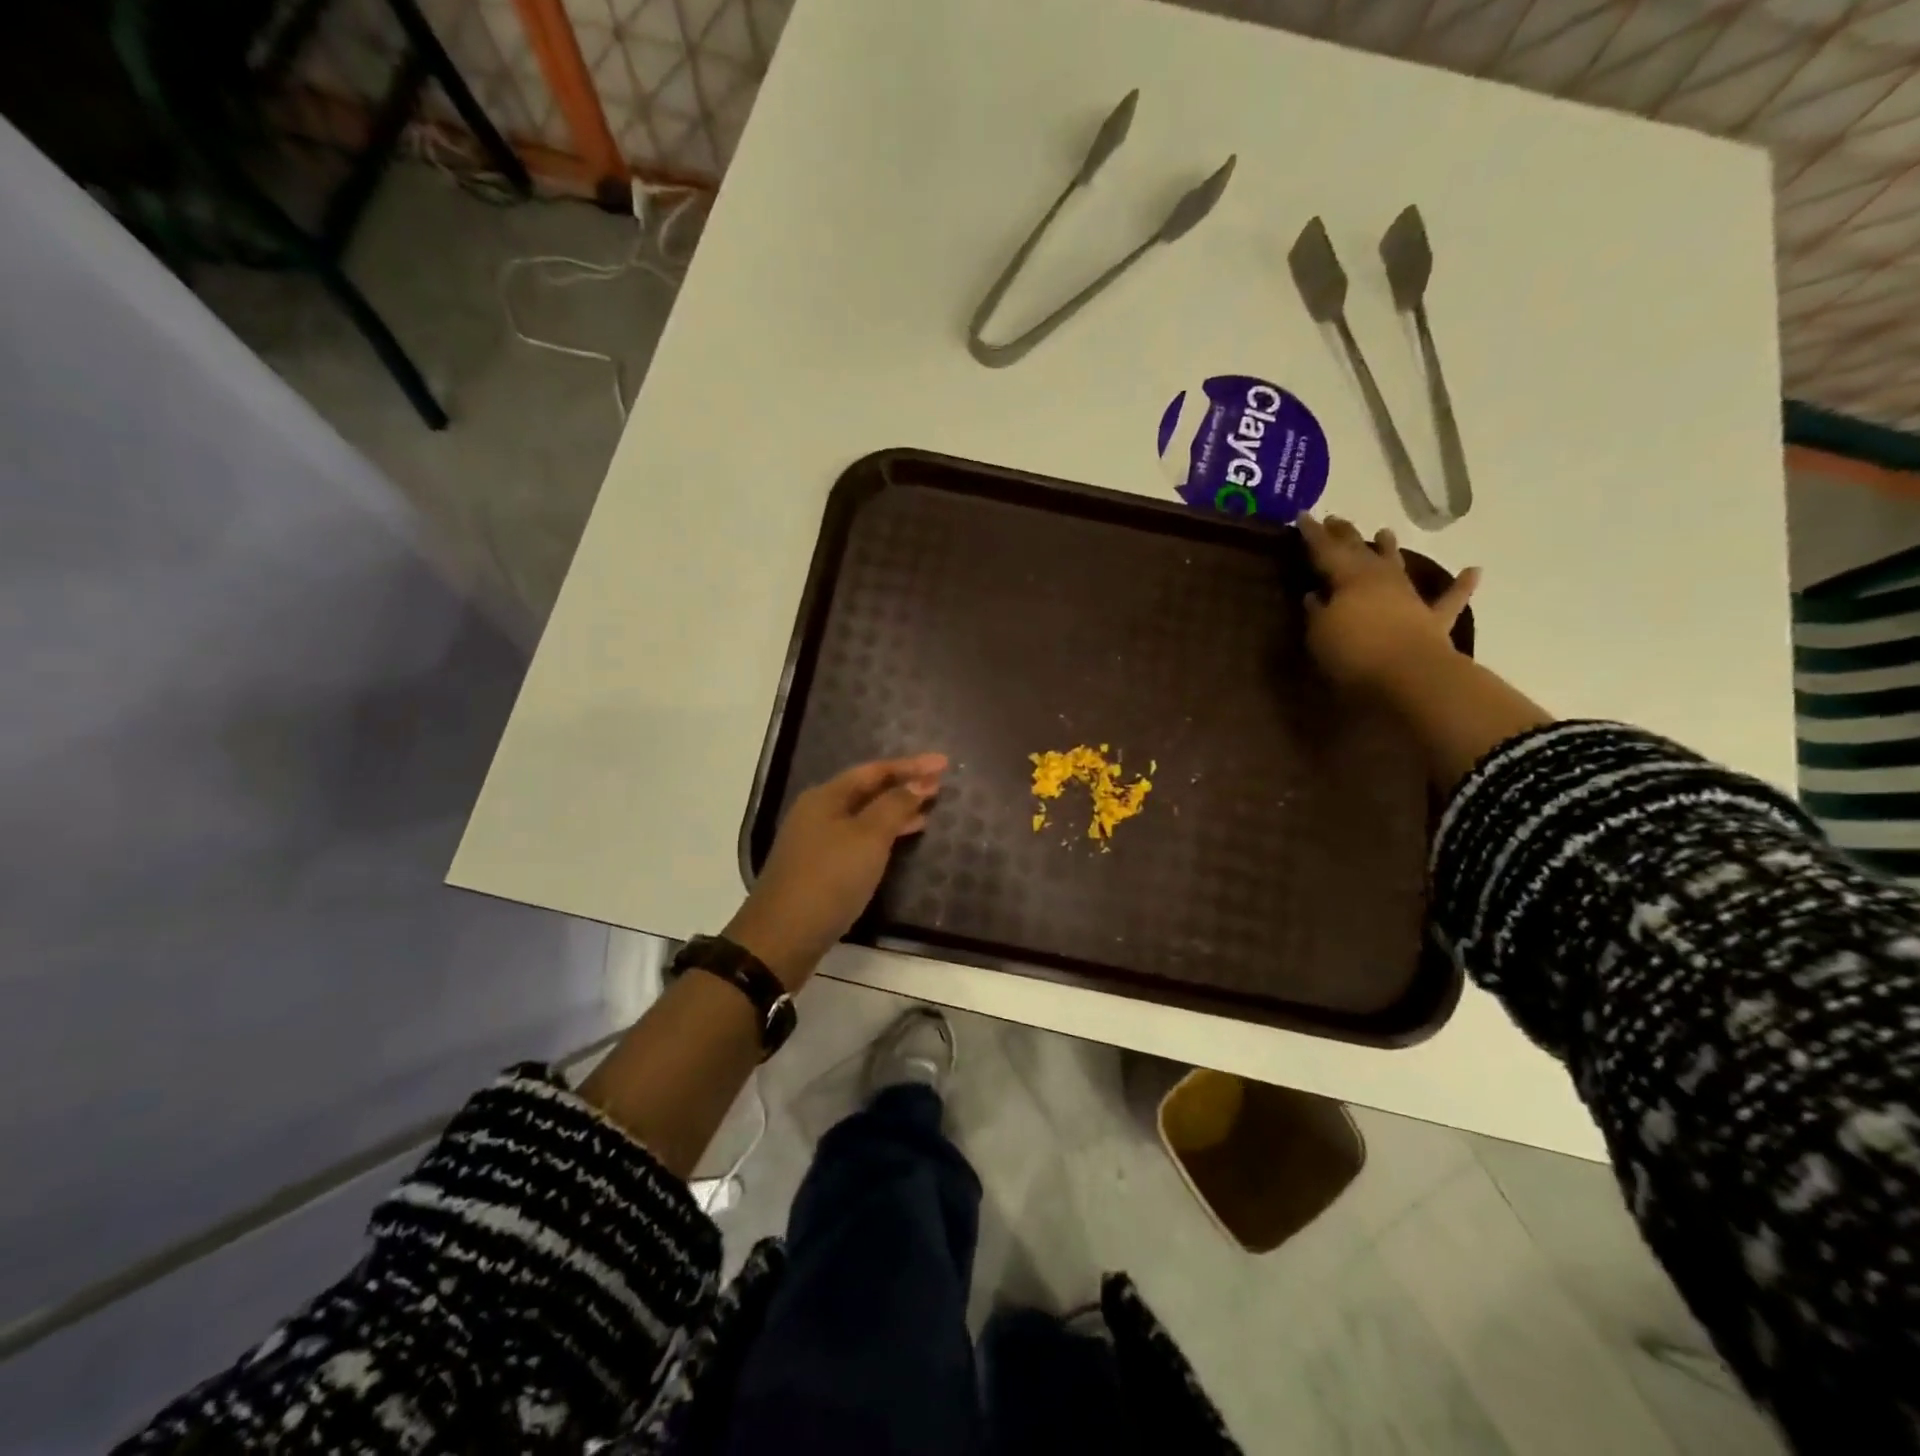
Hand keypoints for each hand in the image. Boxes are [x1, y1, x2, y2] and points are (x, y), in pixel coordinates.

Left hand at [725, 753, 948, 988]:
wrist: (783, 936)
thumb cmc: (830, 879)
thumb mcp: (868, 838)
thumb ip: (894, 807)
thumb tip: (918, 783)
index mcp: (826, 796)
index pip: (874, 770)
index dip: (911, 766)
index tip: (944, 763)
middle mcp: (817, 812)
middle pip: (867, 790)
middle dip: (903, 786)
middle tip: (939, 785)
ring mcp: (815, 841)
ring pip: (863, 816)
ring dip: (895, 811)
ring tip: (927, 812)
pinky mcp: (819, 867)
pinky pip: (857, 839)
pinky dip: (882, 835)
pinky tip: (900, 843)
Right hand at [1297, 513, 1479, 694]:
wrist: (1409, 676)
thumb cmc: (1354, 654)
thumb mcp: (1320, 634)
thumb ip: (1317, 611)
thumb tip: (1315, 595)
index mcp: (1349, 579)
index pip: (1325, 551)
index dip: (1313, 534)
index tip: (1304, 516)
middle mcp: (1380, 580)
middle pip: (1360, 552)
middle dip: (1345, 535)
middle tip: (1335, 519)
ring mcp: (1410, 598)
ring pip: (1397, 567)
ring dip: (1390, 549)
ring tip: (1384, 532)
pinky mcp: (1434, 621)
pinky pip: (1450, 599)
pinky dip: (1462, 585)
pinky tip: (1473, 571)